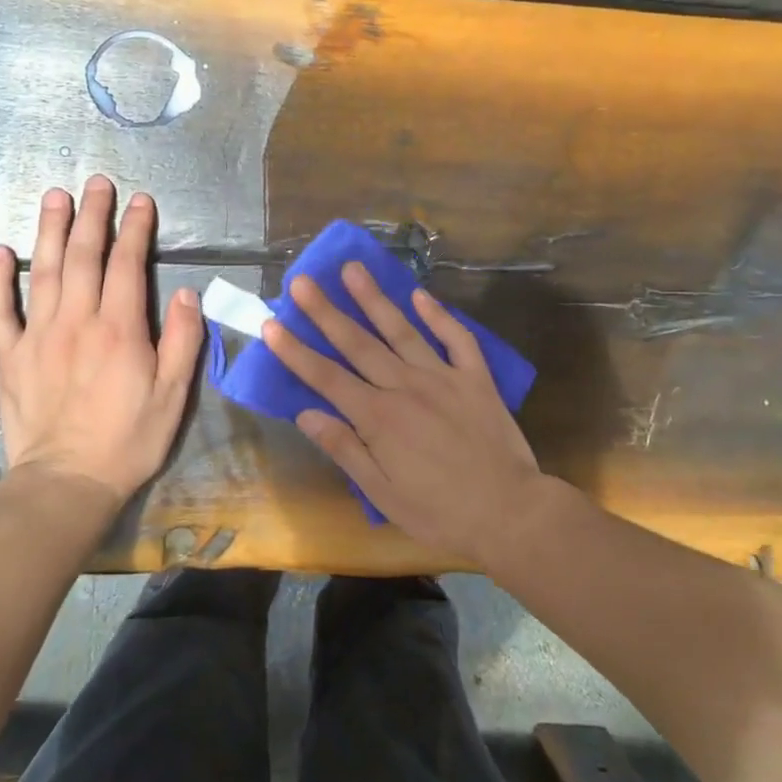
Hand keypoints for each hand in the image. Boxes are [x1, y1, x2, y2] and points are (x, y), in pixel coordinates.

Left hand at [0, 176, 203, 508]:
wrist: (67, 482)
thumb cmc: (129, 439)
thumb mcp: (174, 395)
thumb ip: (184, 341)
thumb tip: (189, 294)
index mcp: (120, 328)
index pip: (128, 264)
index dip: (135, 229)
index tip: (141, 201)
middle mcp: (77, 321)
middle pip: (83, 256)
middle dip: (92, 216)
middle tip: (96, 183)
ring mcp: (38, 336)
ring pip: (42, 271)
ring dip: (49, 230)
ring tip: (54, 196)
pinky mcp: (11, 356)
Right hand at [259, 262, 553, 561]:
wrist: (510, 513)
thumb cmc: (440, 513)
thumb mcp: (383, 494)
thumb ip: (345, 449)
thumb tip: (305, 414)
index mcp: (378, 418)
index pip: (326, 377)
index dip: (296, 351)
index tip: (271, 324)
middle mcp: (406, 387)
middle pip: (358, 344)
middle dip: (326, 311)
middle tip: (302, 280)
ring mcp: (443, 377)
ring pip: (402, 330)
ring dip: (374, 298)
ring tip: (352, 269)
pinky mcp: (476, 378)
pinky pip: (456, 339)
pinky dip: (439, 315)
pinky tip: (420, 294)